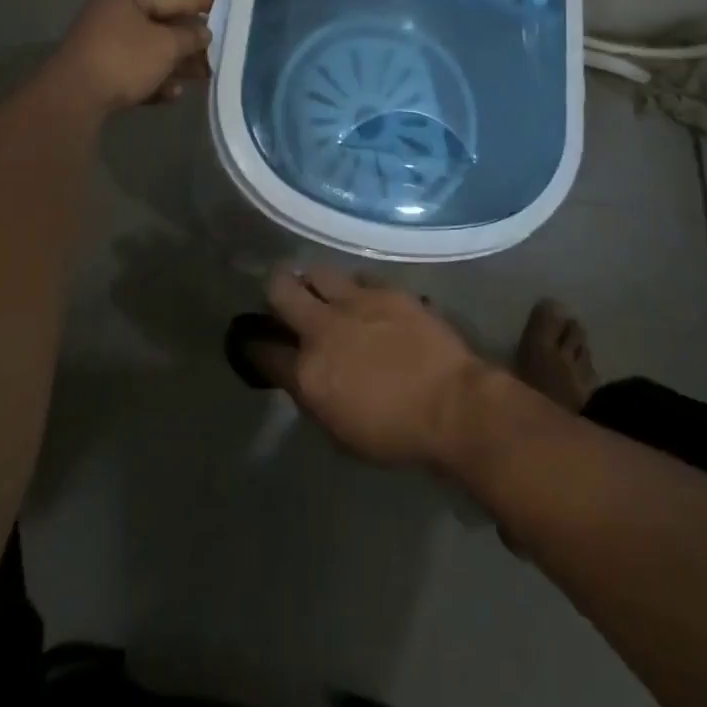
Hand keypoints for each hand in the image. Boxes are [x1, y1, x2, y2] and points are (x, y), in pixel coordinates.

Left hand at [46, 0, 213, 113]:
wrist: (74, 98)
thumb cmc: (125, 59)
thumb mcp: (167, 45)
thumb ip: (191, 37)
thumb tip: (204, 33)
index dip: (200, 3)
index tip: (223, 4)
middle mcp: (112, 16)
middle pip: (161, 27)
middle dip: (190, 42)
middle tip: (218, 51)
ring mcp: (103, 45)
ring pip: (149, 52)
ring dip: (176, 64)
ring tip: (204, 76)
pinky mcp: (99, 73)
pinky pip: (134, 72)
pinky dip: (154, 81)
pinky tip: (172, 95)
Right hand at [257, 267, 492, 469]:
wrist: (452, 405)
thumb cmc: (395, 434)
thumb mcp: (340, 431)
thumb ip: (313, 396)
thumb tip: (302, 375)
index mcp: (308, 371)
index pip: (263, 350)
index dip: (254, 345)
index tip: (254, 341)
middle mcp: (323, 327)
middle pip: (280, 290)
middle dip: (274, 292)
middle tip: (282, 300)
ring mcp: (355, 302)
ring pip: (317, 272)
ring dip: (312, 281)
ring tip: (320, 290)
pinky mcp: (385, 289)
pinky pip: (357, 277)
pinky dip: (354, 288)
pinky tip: (362, 298)